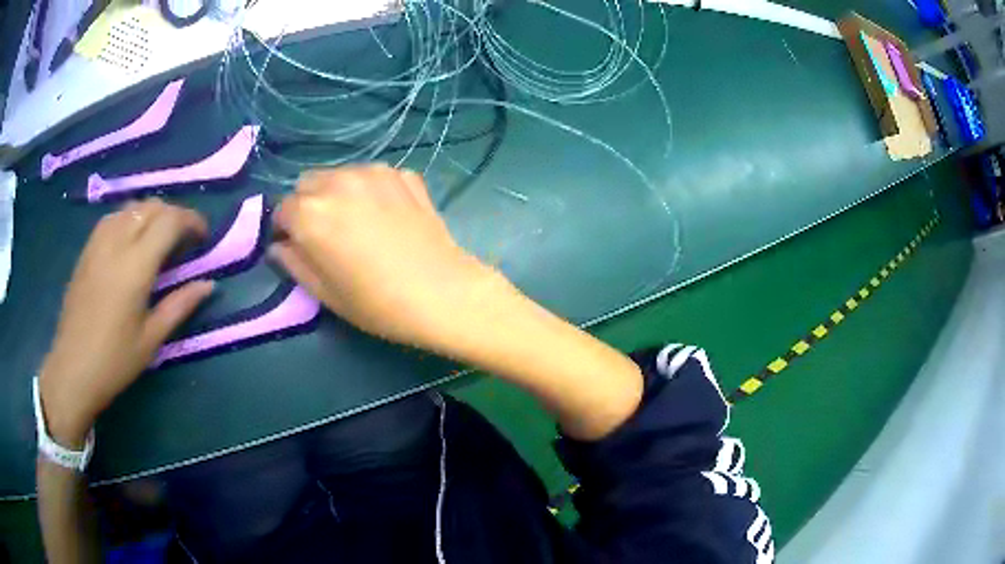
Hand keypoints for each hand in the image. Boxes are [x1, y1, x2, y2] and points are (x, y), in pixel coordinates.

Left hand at [40, 199, 213, 446]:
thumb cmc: (115, 361)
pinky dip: (130, 219)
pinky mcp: (87, 249)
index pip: (170, 221)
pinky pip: (114, 217)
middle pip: (152, 206)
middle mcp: (117, 242)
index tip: (203, 236)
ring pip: (131, 207)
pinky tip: (131, 241)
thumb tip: (208, 285)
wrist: (73, 368)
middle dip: (174, 215)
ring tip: (158, 238)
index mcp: (136, 265)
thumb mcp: (151, 339)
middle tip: (184, 239)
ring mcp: (98, 242)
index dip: (191, 221)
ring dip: (151, 214)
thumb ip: (179, 305)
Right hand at [270, 165, 507, 351]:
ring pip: (339, 175)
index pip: (281, 209)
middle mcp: (338, 181)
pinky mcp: (403, 174)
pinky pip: (372, 176)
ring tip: (358, 223)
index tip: (295, 246)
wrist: (444, 293)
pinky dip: (370, 191)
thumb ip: (293, 263)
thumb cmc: (377, 303)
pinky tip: (387, 217)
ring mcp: (374, 172)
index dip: (284, 229)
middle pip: (307, 184)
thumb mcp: (325, 293)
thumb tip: (279, 245)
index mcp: (310, 212)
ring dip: (337, 193)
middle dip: (307, 205)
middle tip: (326, 234)